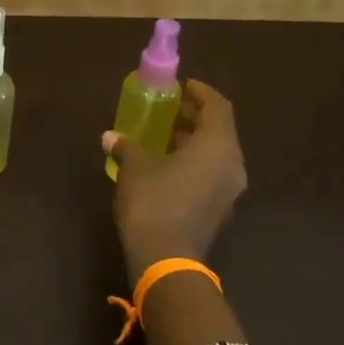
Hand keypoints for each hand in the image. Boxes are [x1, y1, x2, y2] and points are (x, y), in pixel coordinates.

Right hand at [105, 80, 247, 277]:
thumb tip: (110, 136)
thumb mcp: (134, 168)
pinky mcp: (220, 209)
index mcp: (217, 145)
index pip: (217, 106)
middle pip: (219, 130)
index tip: (181, 86)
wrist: (166, 258)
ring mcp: (229, 189)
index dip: (200, 92)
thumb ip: (127, 146)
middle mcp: (232, 163)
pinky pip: (211, 174)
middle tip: (168, 109)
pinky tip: (167, 166)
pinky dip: (193, 163)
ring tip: (163, 136)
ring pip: (215, 154)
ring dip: (193, 141)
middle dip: (194, 117)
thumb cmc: (153, 202)